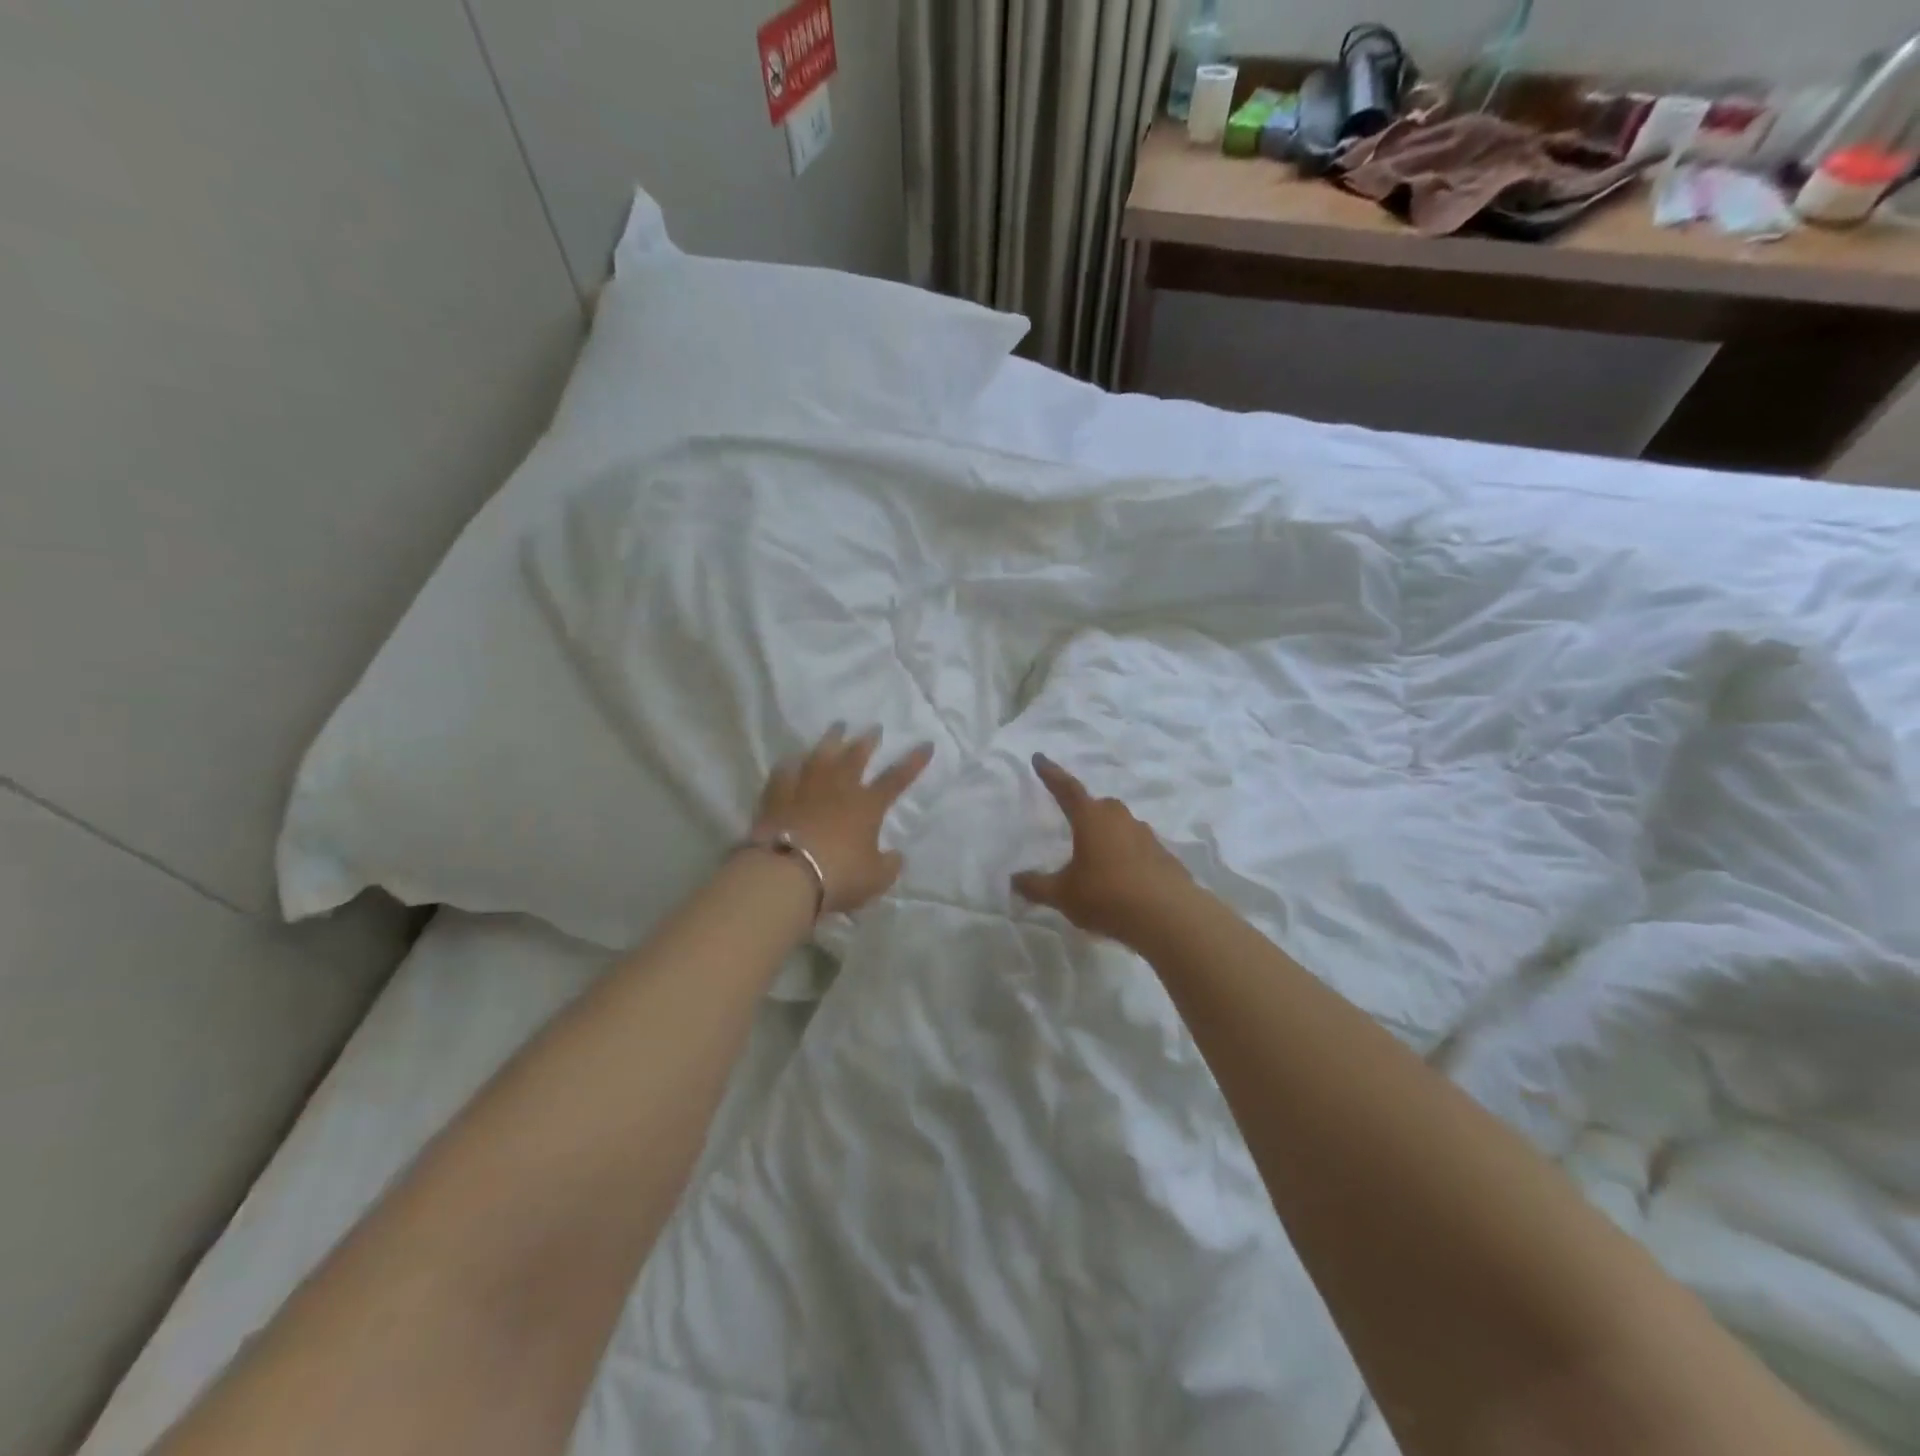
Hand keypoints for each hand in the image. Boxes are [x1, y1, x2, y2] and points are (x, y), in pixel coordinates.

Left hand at [752, 726, 934, 914]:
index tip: (926, 744)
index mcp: (867, 806)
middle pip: (855, 757)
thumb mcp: (875, 879)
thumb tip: (896, 856)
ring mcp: (805, 789)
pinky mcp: (776, 798)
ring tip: (837, 727)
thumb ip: (889, 865)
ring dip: (831, 740)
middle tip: (874, 728)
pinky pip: (784, 774)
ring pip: (820, 756)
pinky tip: (791, 759)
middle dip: (867, 741)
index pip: (896, 779)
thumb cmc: (839, 876)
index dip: (913, 762)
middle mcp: (838, 789)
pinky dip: (790, 765)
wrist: (786, 874)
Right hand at [1012, 753, 1192, 944]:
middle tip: (1074, 824)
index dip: (1051, 774)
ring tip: (1098, 860)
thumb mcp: (1063, 895)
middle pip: (1099, 806)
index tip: (1040, 758)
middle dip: (1086, 811)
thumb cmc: (1107, 896)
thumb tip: (1014, 880)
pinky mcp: (1164, 856)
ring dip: (1109, 836)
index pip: (1067, 789)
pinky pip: (1139, 849)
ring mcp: (1146, 836)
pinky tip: (1123, 880)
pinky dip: (1128, 857)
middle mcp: (1120, 819)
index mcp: (1091, 819)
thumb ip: (1037, 886)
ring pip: (1122, 826)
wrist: (1169, 916)